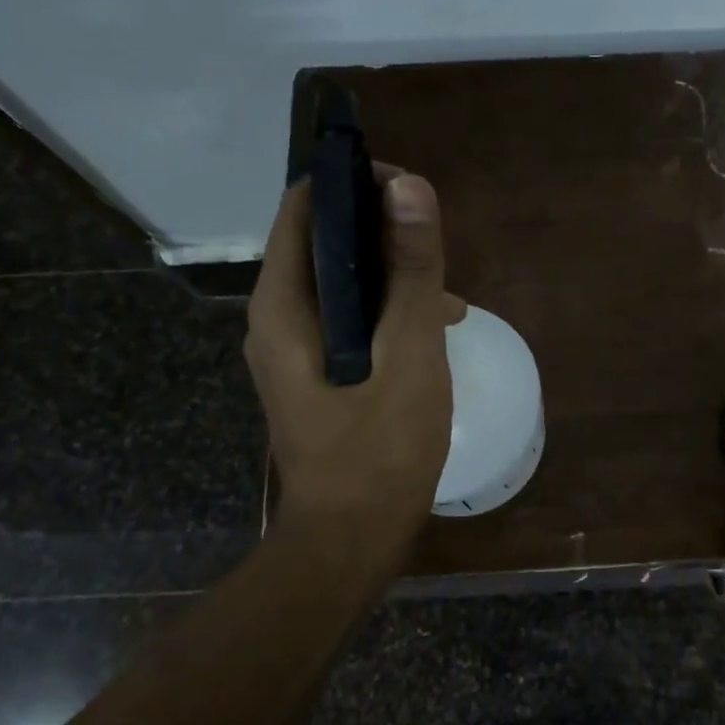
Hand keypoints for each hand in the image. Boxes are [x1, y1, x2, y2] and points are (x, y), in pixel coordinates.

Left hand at [245, 167, 459, 564]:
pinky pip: (350, 320)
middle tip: (438, 250)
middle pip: (325, 243)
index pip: (305, 206)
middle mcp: (277, 317)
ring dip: (394, 278)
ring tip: (448, 301)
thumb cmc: (380, 448)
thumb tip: (409, 185)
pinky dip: (387, 314)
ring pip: (343, 283)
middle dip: (385, 235)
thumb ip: (412, 271)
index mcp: (284, 304)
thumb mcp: (409, 352)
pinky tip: (431, 335)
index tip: (411, 192)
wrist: (352, 540)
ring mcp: (294, 349)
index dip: (356, 184)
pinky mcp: (316, 374)